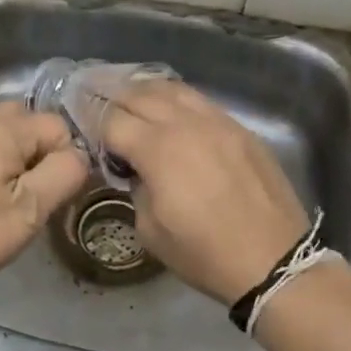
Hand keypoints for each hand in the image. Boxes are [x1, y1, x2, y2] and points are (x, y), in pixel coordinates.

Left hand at [0, 102, 89, 290]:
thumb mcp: (30, 209)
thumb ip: (65, 174)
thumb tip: (82, 156)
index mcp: (7, 128)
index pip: (62, 127)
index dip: (70, 159)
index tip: (60, 194)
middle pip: (37, 125)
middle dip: (50, 155)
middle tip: (46, 193)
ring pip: (17, 139)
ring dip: (29, 163)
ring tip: (26, 200)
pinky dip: (8, 168)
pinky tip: (1, 200)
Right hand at [102, 80, 309, 304]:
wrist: (273, 261)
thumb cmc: (204, 254)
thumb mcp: (150, 230)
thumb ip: (136, 188)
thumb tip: (135, 169)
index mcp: (158, 150)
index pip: (111, 120)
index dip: (89, 120)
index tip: (78, 123)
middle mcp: (186, 124)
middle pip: (139, 95)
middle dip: (111, 97)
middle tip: (94, 99)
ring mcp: (218, 122)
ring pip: (173, 89)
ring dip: (144, 91)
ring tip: (128, 96)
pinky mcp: (241, 129)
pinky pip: (201, 102)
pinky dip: (177, 100)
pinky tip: (169, 109)